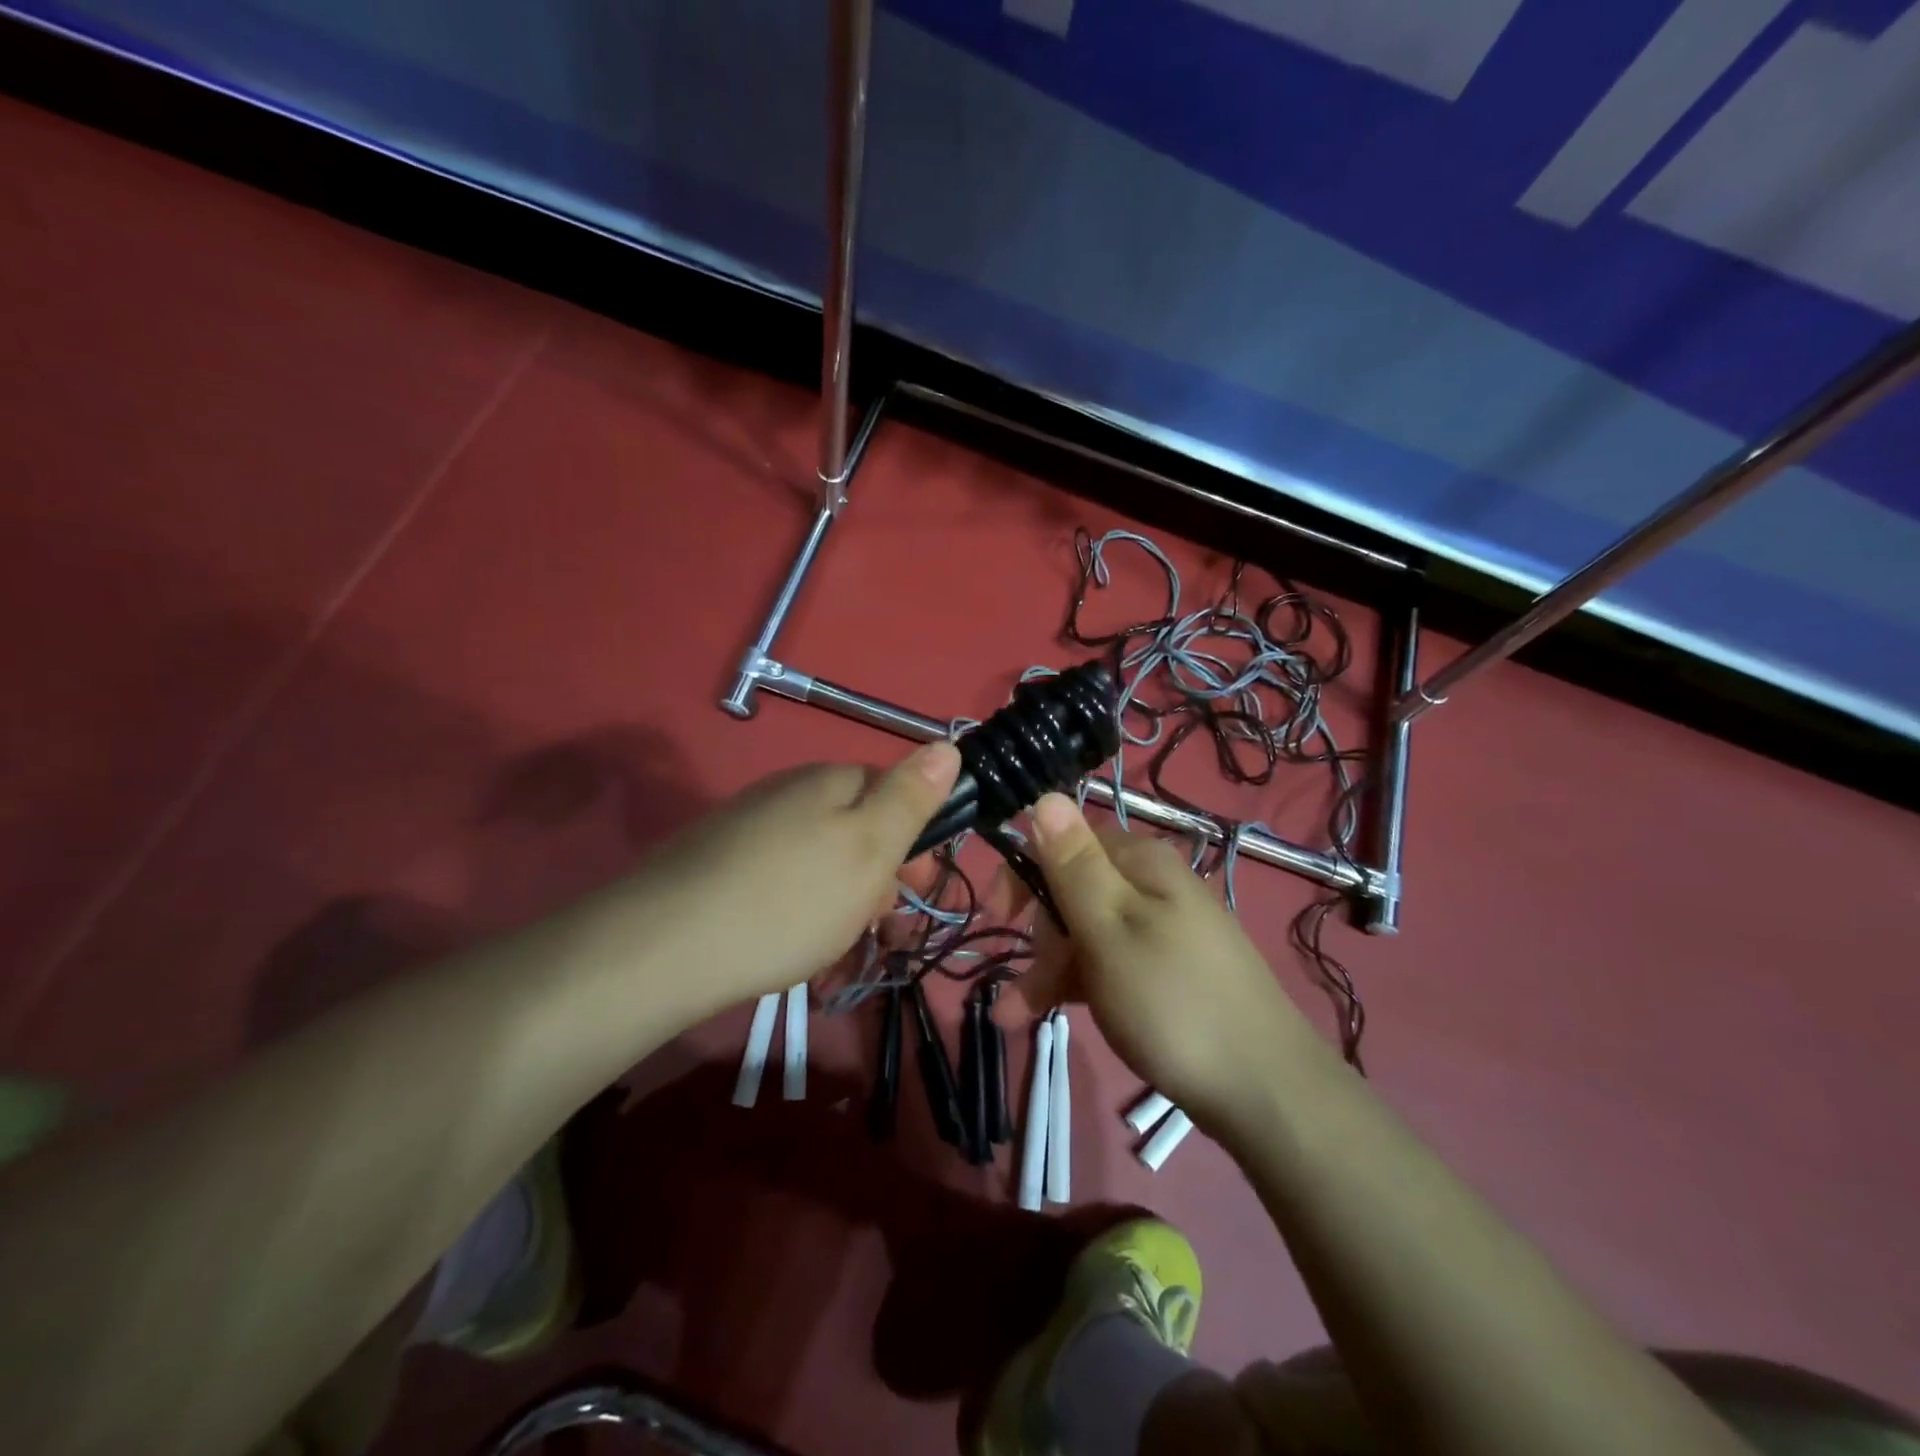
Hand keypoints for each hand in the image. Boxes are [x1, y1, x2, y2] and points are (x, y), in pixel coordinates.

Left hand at [633, 741, 961, 1011]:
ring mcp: (747, 826)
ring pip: (818, 857)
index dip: (916, 839)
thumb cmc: (790, 899)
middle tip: (876, 927)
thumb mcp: (870, 848)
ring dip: (840, 899)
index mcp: (829, 780)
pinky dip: (797, 909)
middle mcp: (787, 792)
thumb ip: (910, 797)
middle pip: (855, 826)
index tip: (917, 890)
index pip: (893, 790)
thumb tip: (947, 744)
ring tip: (833, 947)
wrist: (663, 948)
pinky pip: (779, 879)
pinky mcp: (716, 863)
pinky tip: (788, 944)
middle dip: (877, 876)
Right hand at [1019, 792, 1317, 1130]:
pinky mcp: (1169, 972)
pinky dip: (1076, 985)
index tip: (1000, 916)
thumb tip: (1045, 794)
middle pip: (1075, 889)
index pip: (1067, 840)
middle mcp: (1154, 886)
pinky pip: (1110, 964)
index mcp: (1141, 862)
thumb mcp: (1110, 928)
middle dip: (1038, 931)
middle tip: (1023, 980)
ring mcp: (1164, 930)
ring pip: (1088, 932)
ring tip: (1014, 1017)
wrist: (1264, 1091)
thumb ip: (1073, 863)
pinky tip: (1046, 1016)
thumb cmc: (1171, 1002)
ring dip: (1047, 968)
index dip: (1026, 872)